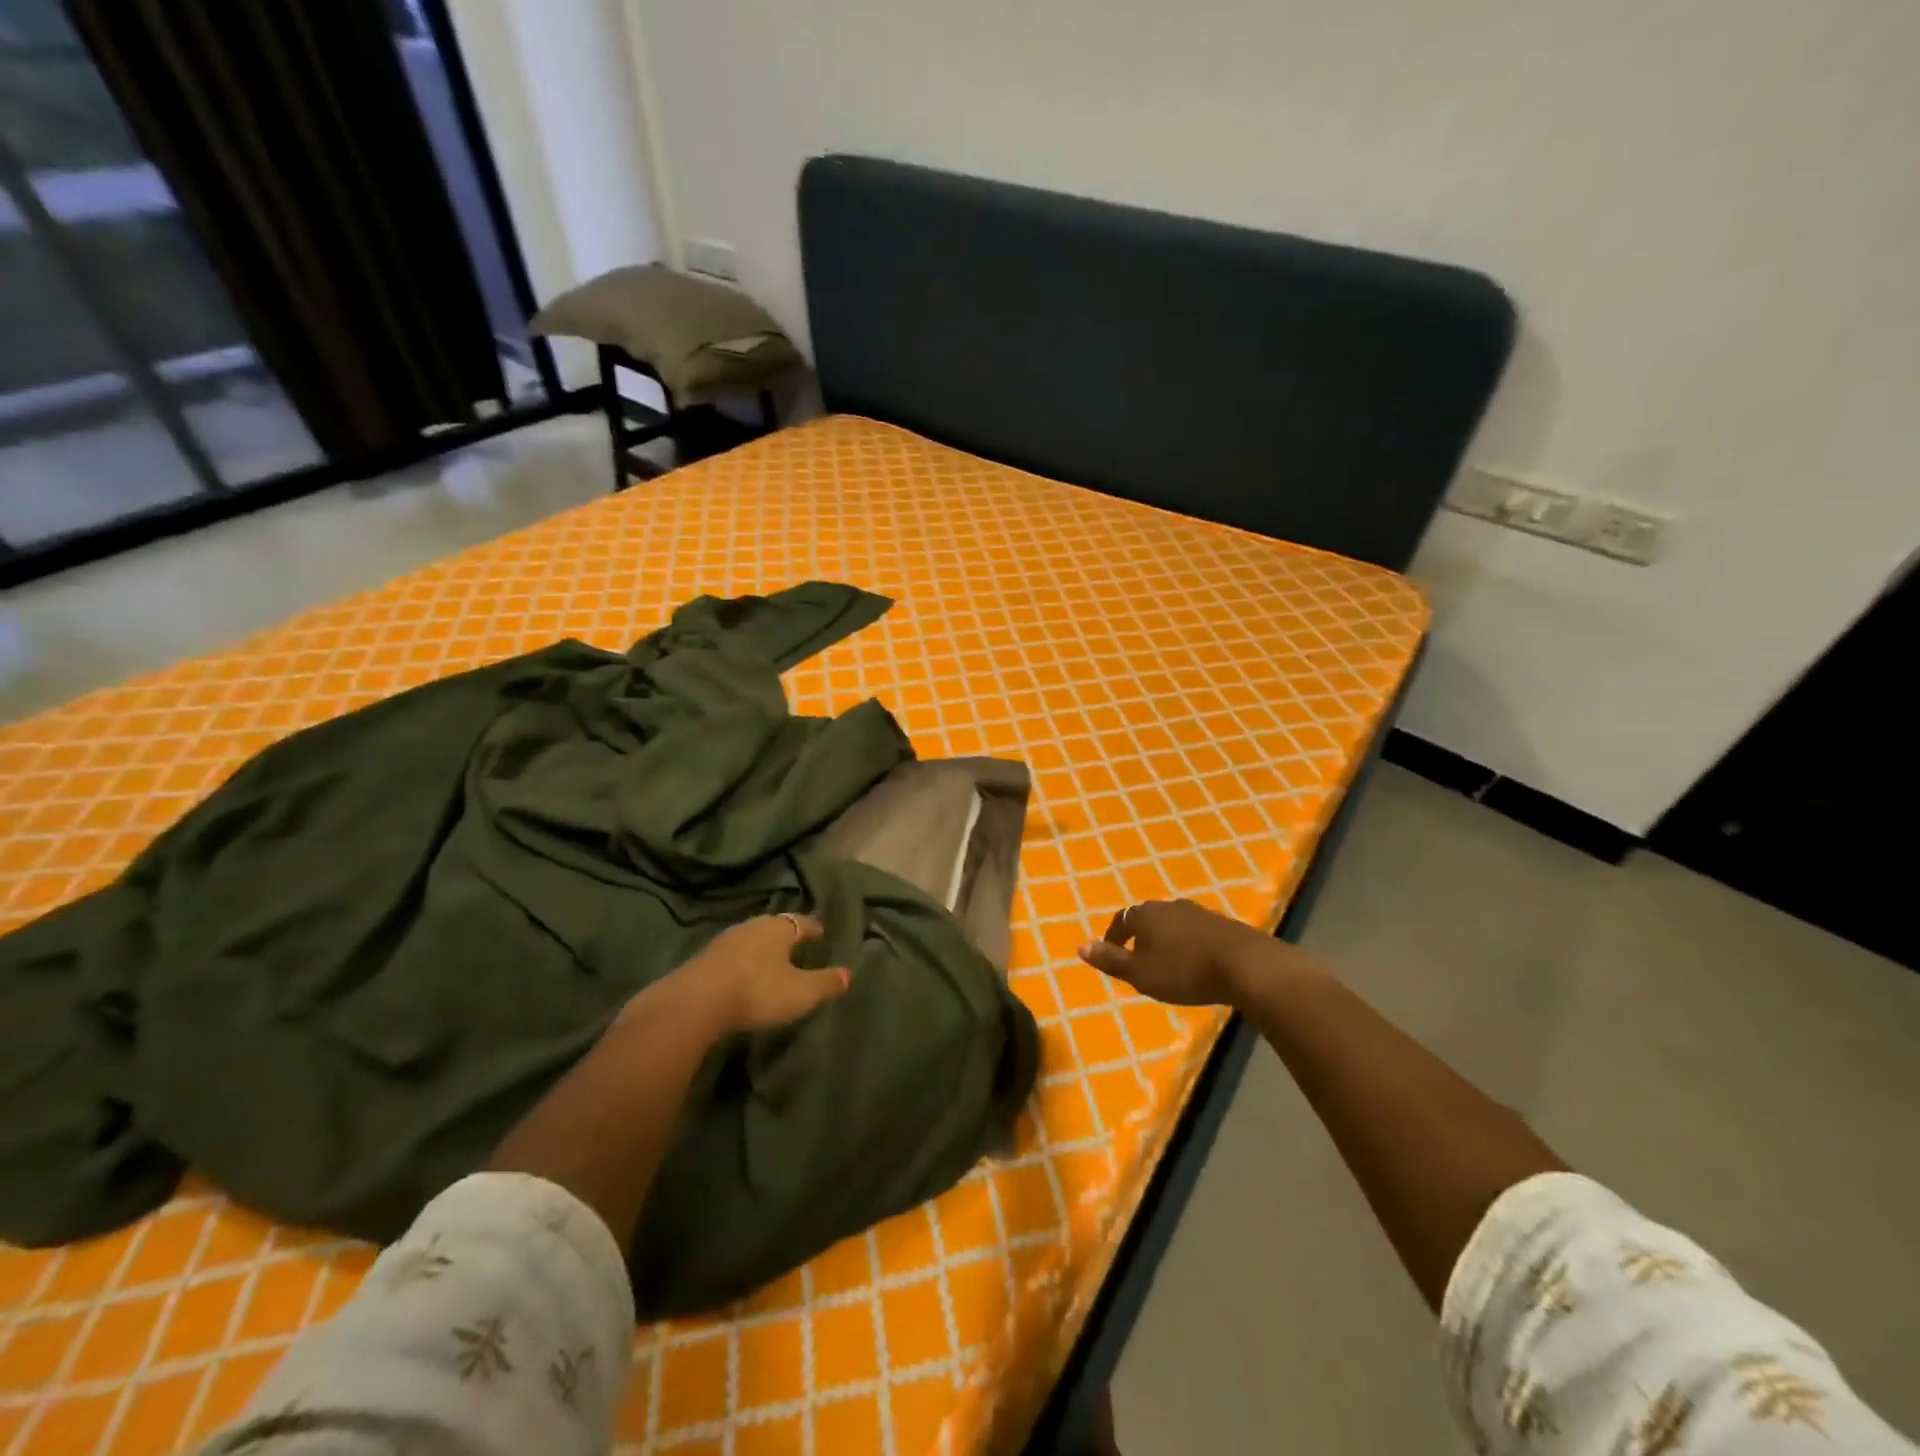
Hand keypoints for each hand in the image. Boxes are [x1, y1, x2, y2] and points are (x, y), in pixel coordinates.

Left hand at [668, 914, 852, 1034]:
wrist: (694, 1003)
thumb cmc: (757, 991)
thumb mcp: (800, 993)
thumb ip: (825, 983)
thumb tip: (849, 973)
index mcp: (779, 928)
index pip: (803, 922)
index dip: (814, 929)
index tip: (822, 934)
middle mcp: (753, 926)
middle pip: (776, 928)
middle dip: (787, 937)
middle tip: (798, 948)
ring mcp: (725, 940)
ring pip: (752, 940)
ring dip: (762, 950)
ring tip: (772, 963)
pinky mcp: (704, 958)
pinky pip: (733, 955)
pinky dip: (742, 962)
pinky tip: (744, 975)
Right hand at [1078, 899, 1295, 1007]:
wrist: (1244, 964)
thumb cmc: (1184, 970)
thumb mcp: (1140, 973)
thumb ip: (1110, 960)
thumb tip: (1080, 946)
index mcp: (1145, 914)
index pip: (1121, 920)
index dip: (1113, 937)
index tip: (1111, 953)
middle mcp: (1169, 906)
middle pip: (1147, 918)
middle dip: (1140, 936)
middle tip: (1138, 958)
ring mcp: (1197, 912)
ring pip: (1172, 923)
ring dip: (1165, 939)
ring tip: (1166, 961)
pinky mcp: (1221, 924)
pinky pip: (1194, 931)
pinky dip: (1187, 943)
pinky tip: (1194, 960)